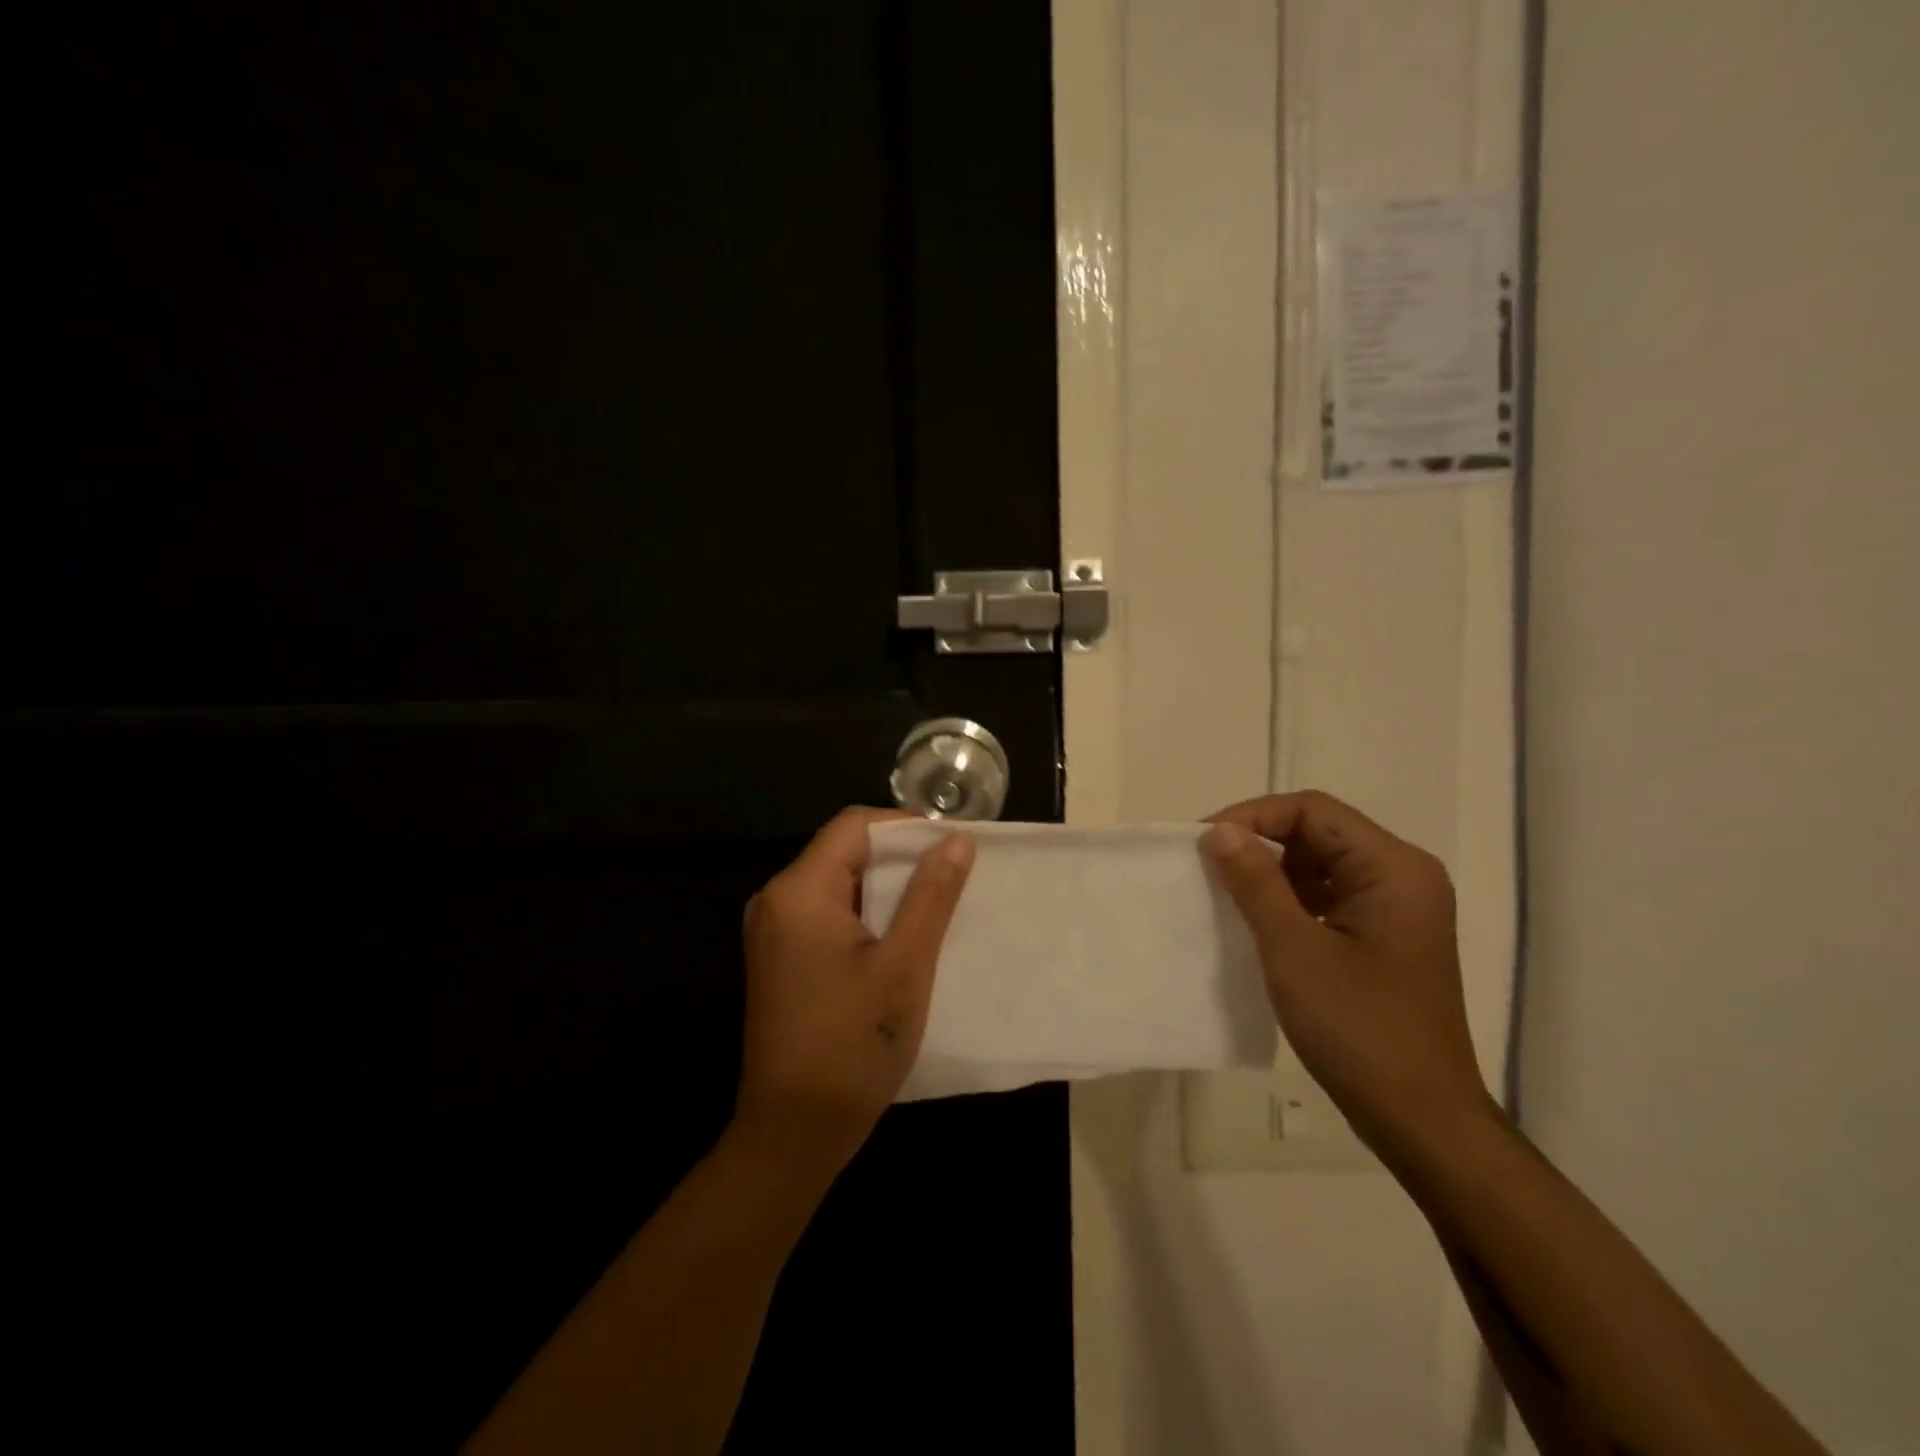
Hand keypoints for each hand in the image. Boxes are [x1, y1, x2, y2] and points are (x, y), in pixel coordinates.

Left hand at [733, 807, 974, 1181]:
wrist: (794, 1133)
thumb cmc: (853, 1045)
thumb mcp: (905, 966)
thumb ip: (931, 896)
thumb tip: (958, 840)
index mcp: (799, 891)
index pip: (854, 826)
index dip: (906, 828)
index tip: (952, 850)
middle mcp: (777, 900)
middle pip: (844, 851)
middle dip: (900, 860)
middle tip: (953, 880)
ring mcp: (774, 931)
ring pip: (839, 883)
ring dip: (887, 890)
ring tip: (936, 907)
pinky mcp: (781, 958)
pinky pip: (828, 914)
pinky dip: (867, 915)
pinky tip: (902, 938)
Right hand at [1202, 791, 1496, 1161]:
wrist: (1421, 1120)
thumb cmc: (1359, 1030)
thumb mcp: (1294, 950)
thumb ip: (1255, 882)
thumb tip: (1218, 831)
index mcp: (1393, 867)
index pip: (1312, 810)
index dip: (1252, 817)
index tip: (1203, 844)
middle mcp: (1402, 875)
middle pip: (1318, 832)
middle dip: (1260, 843)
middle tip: (1208, 868)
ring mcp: (1397, 908)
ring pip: (1320, 864)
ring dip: (1271, 873)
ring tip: (1226, 896)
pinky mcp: (1385, 936)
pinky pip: (1329, 896)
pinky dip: (1290, 900)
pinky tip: (1258, 924)